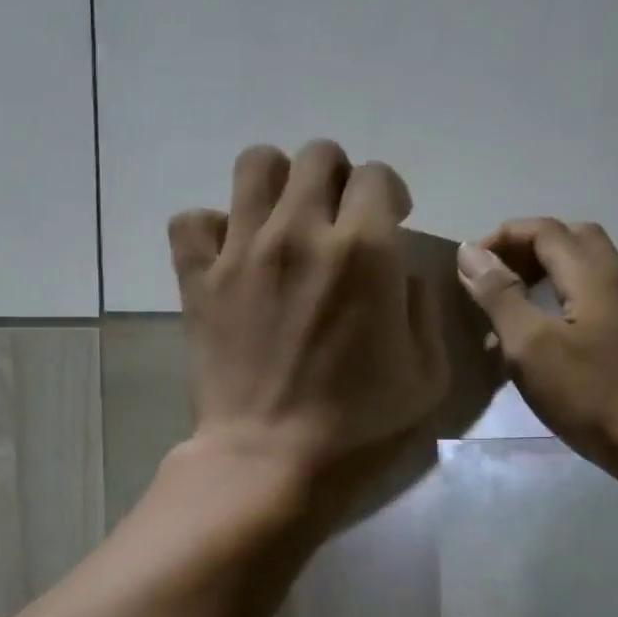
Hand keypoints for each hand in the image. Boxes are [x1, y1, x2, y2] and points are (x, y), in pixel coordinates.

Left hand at [168, 141, 449, 518]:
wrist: (270, 460)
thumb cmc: (356, 427)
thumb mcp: (426, 376)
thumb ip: (422, 310)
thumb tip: (401, 273)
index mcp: (364, 250)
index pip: (377, 176)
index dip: (389, 194)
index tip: (390, 222)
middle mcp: (301, 231)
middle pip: (318, 156)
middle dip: (338, 180)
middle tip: (338, 221)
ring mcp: (242, 251)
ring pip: (255, 165)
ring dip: (278, 183)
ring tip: (284, 221)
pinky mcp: (199, 278)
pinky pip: (192, 220)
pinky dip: (210, 227)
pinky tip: (229, 254)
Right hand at [456, 219, 617, 473]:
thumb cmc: (589, 393)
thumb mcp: (531, 345)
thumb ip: (500, 296)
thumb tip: (470, 253)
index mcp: (592, 275)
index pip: (545, 231)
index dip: (503, 238)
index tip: (467, 266)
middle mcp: (616, 281)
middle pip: (570, 241)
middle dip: (526, 250)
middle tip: (493, 279)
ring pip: (582, 273)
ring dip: (542, 278)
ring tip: (507, 312)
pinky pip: (589, 303)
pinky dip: (557, 305)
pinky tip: (538, 343)